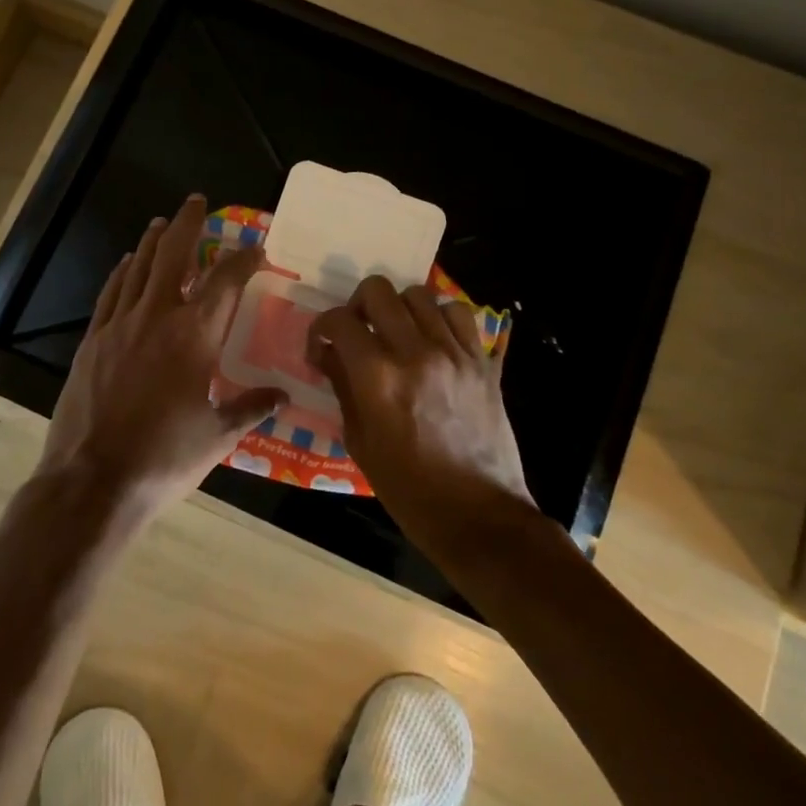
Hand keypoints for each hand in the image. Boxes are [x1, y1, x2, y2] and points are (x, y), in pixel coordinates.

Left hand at [40, 195, 287, 516]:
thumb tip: (282, 395)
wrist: (93, 479)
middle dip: (188, 223)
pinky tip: (126, 263)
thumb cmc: (165, 458)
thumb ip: (251, 407)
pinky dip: (122, 272)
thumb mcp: (218, 436)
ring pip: (138, 267)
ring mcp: (119, 325)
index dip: (244, 259)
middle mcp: (157, 317)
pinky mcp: (92, 340)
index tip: (256, 248)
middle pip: (173, 254)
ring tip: (163, 222)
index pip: (226, 282)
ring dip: (153, 241)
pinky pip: (111, 293)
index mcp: (195, 336)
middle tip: (196, 201)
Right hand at [307, 276, 534, 552]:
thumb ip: (342, 387)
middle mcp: (415, 352)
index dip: (322, 328)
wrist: (478, 515)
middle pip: (378, 290)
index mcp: (378, 377)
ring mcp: (454, 353)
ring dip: (399, 308)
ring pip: (420, 294)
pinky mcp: (482, 361)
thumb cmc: (409, 489)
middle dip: (357, 304)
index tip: (322, 345)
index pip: (340, 321)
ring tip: (397, 333)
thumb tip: (328, 354)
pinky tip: (433, 340)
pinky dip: (440, 318)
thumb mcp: (360, 442)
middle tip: (358, 330)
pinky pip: (459, 314)